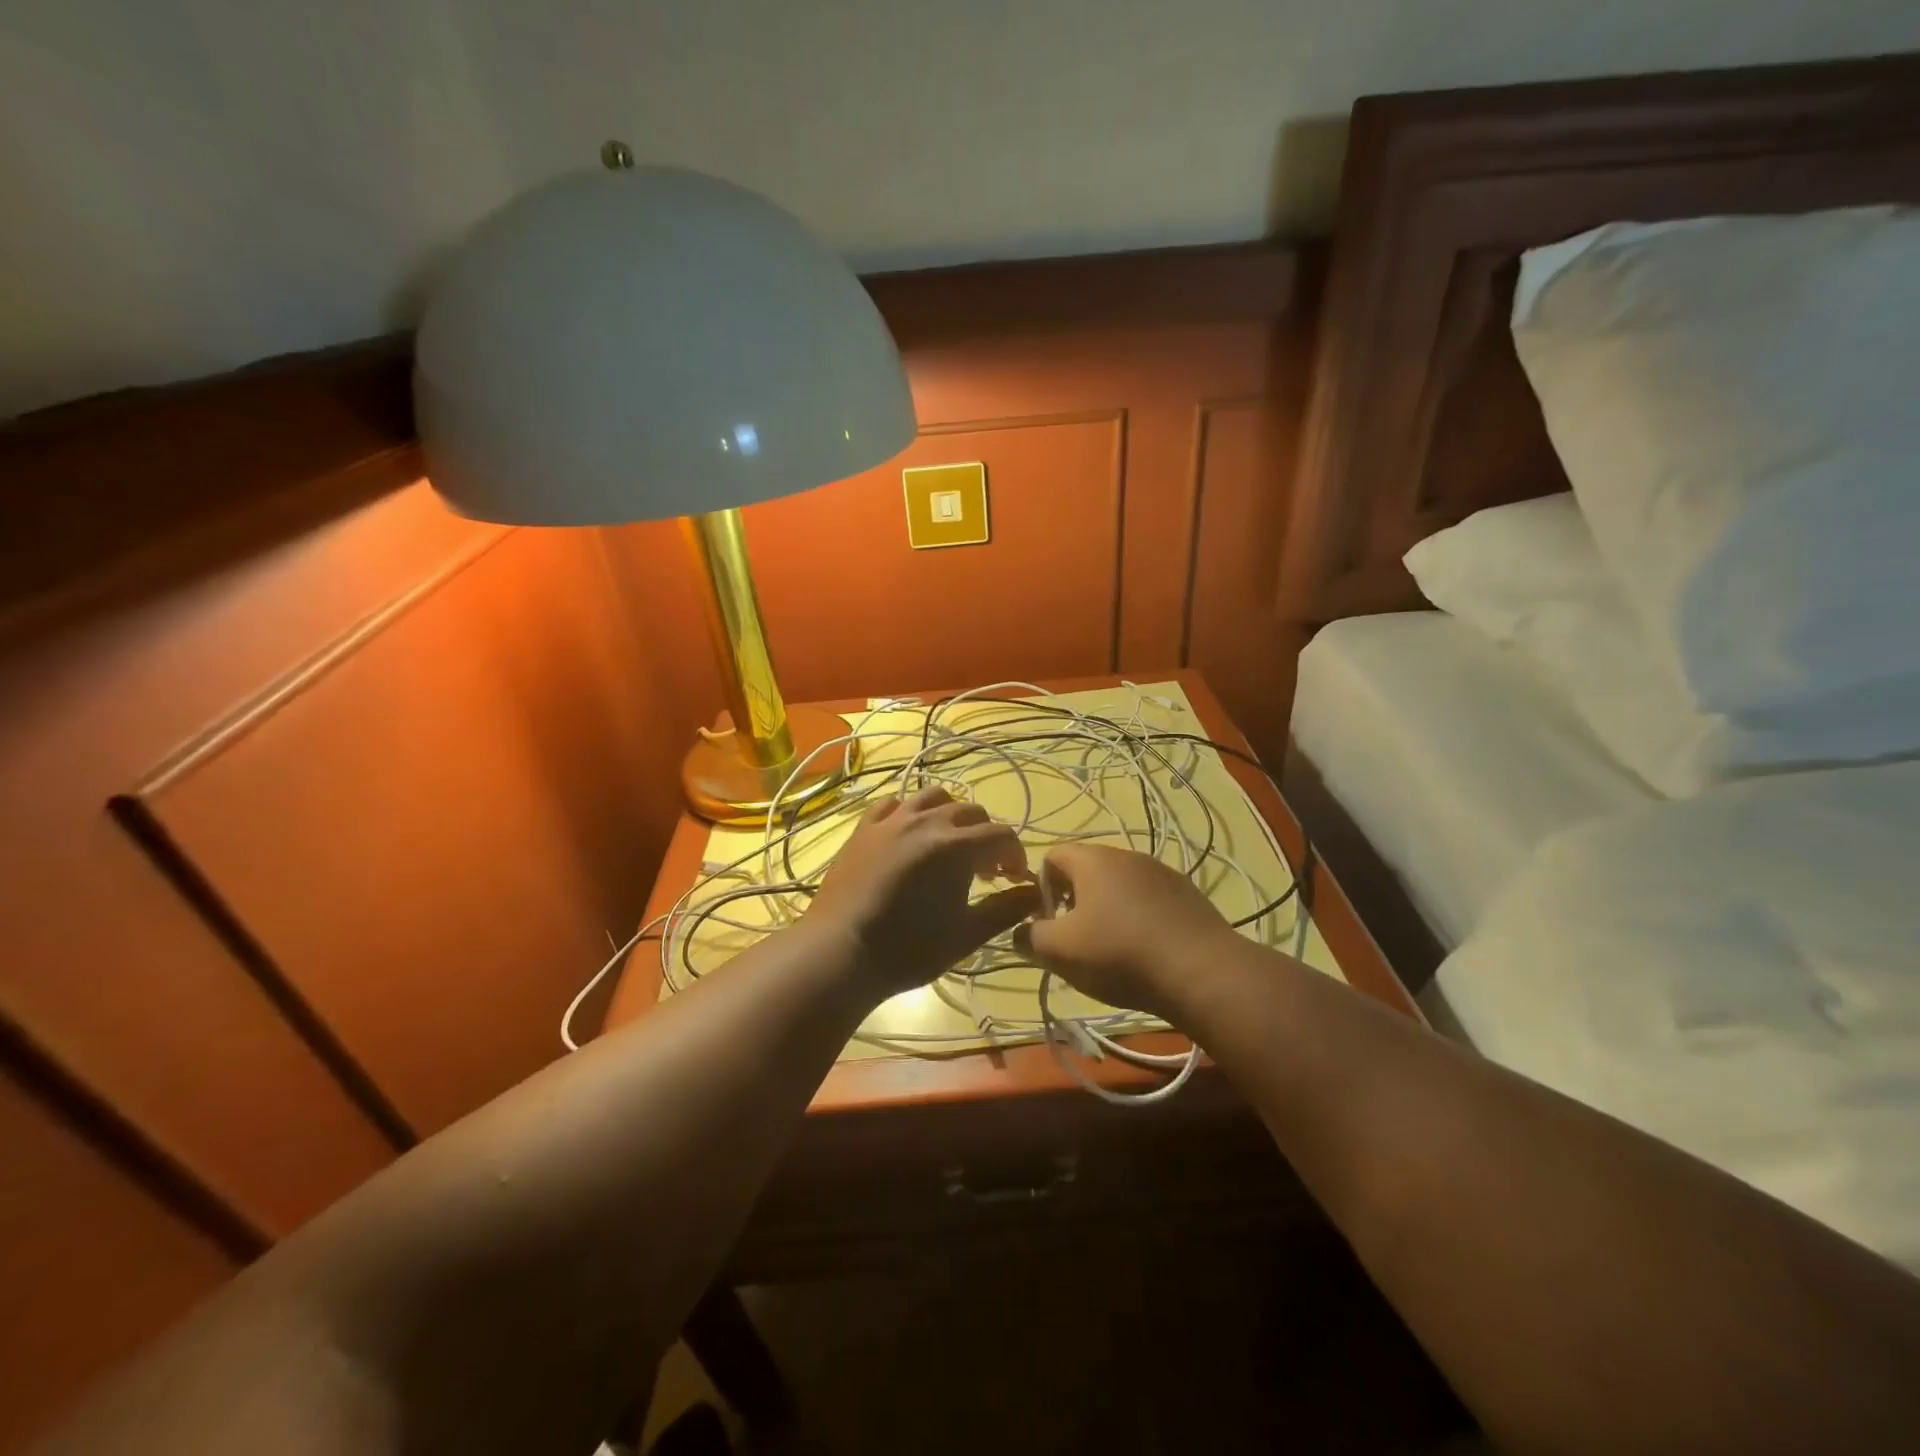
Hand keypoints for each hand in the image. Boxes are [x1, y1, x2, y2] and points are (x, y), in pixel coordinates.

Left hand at [806, 787, 1038, 997]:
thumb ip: (1005, 909)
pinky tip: (909, 835)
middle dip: (986, 836)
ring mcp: (892, 819)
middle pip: (971, 812)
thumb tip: (1036, 893)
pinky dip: (909, 812)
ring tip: (949, 843)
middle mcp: (927, 821)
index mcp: (957, 845)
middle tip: (985, 870)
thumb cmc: (909, 950)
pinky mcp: (864, 827)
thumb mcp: (967, 935)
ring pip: (933, 796)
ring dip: (951, 814)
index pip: (1001, 835)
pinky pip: (893, 803)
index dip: (1015, 856)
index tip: (1013, 880)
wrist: (840, 952)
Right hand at [1015, 843, 1237, 1019]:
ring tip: (1111, 950)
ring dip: (1107, 910)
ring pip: (1120, 885)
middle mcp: (1128, 855)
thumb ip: (1029, 937)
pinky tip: (1145, 952)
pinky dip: (1138, 919)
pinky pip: (1150, 900)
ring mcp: (1163, 873)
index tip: (1047, 922)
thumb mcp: (1060, 951)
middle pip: (1087, 870)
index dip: (1040, 887)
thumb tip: (1020, 932)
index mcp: (1094, 859)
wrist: (1203, 973)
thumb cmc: (1120, 955)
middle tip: (1075, 940)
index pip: (1052, 855)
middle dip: (1073, 901)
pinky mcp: (1188, 895)